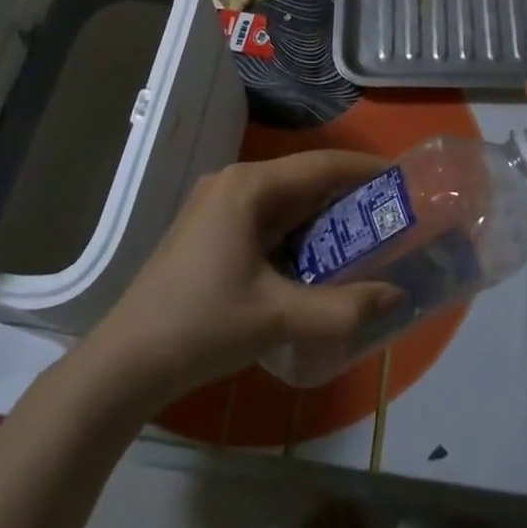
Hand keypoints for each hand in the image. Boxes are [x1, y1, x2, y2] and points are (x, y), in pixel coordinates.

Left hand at [89, 153, 404, 402]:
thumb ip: (341, 309)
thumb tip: (396, 297)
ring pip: (283, 202)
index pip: (319, 165)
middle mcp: (233, 183)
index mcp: (248, 186)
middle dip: (345, 197)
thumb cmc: (201, 325)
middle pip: (302, 180)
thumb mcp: (277, 319)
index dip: (363, 168)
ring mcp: (216, 205)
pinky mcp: (208, 230)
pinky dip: (294, 234)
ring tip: (363, 238)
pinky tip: (314, 260)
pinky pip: (264, 219)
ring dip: (320, 218)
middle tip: (390, 216)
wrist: (124, 362)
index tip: (402, 178)